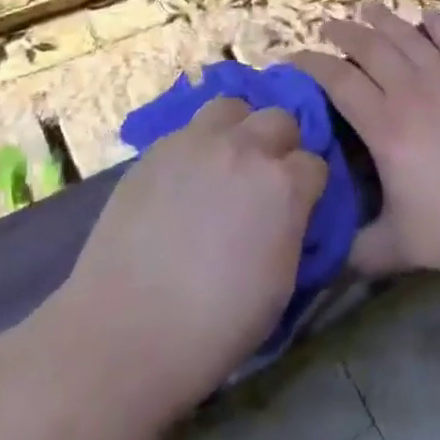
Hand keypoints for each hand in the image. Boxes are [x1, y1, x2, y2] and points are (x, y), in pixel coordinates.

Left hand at [56, 97, 326, 409]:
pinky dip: (198, 147)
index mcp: (283, 185)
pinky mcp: (156, 149)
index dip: (308, 187)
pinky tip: (185, 180)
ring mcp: (196, 142)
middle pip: (279, 119)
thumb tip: (290, 214)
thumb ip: (292, 230)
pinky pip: (189, 130)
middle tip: (265, 180)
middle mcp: (244, 148)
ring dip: (239, 129)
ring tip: (226, 162)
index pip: (314, 164)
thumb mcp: (280, 284)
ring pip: (232, 107)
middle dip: (280, 145)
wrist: (126, 332)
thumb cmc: (215, 326)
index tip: (298, 207)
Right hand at [291, 3, 439, 281]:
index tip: (295, 57)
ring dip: (383, 19)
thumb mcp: (401, 247)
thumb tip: (320, 266)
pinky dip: (435, 25)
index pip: (339, 81)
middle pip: (370, 48)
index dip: (313, 64)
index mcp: (386, 127)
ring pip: (407, 36)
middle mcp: (412, 92)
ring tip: (366, 7)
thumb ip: (358, 251)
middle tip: (327, 25)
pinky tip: (427, 16)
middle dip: (344, 32)